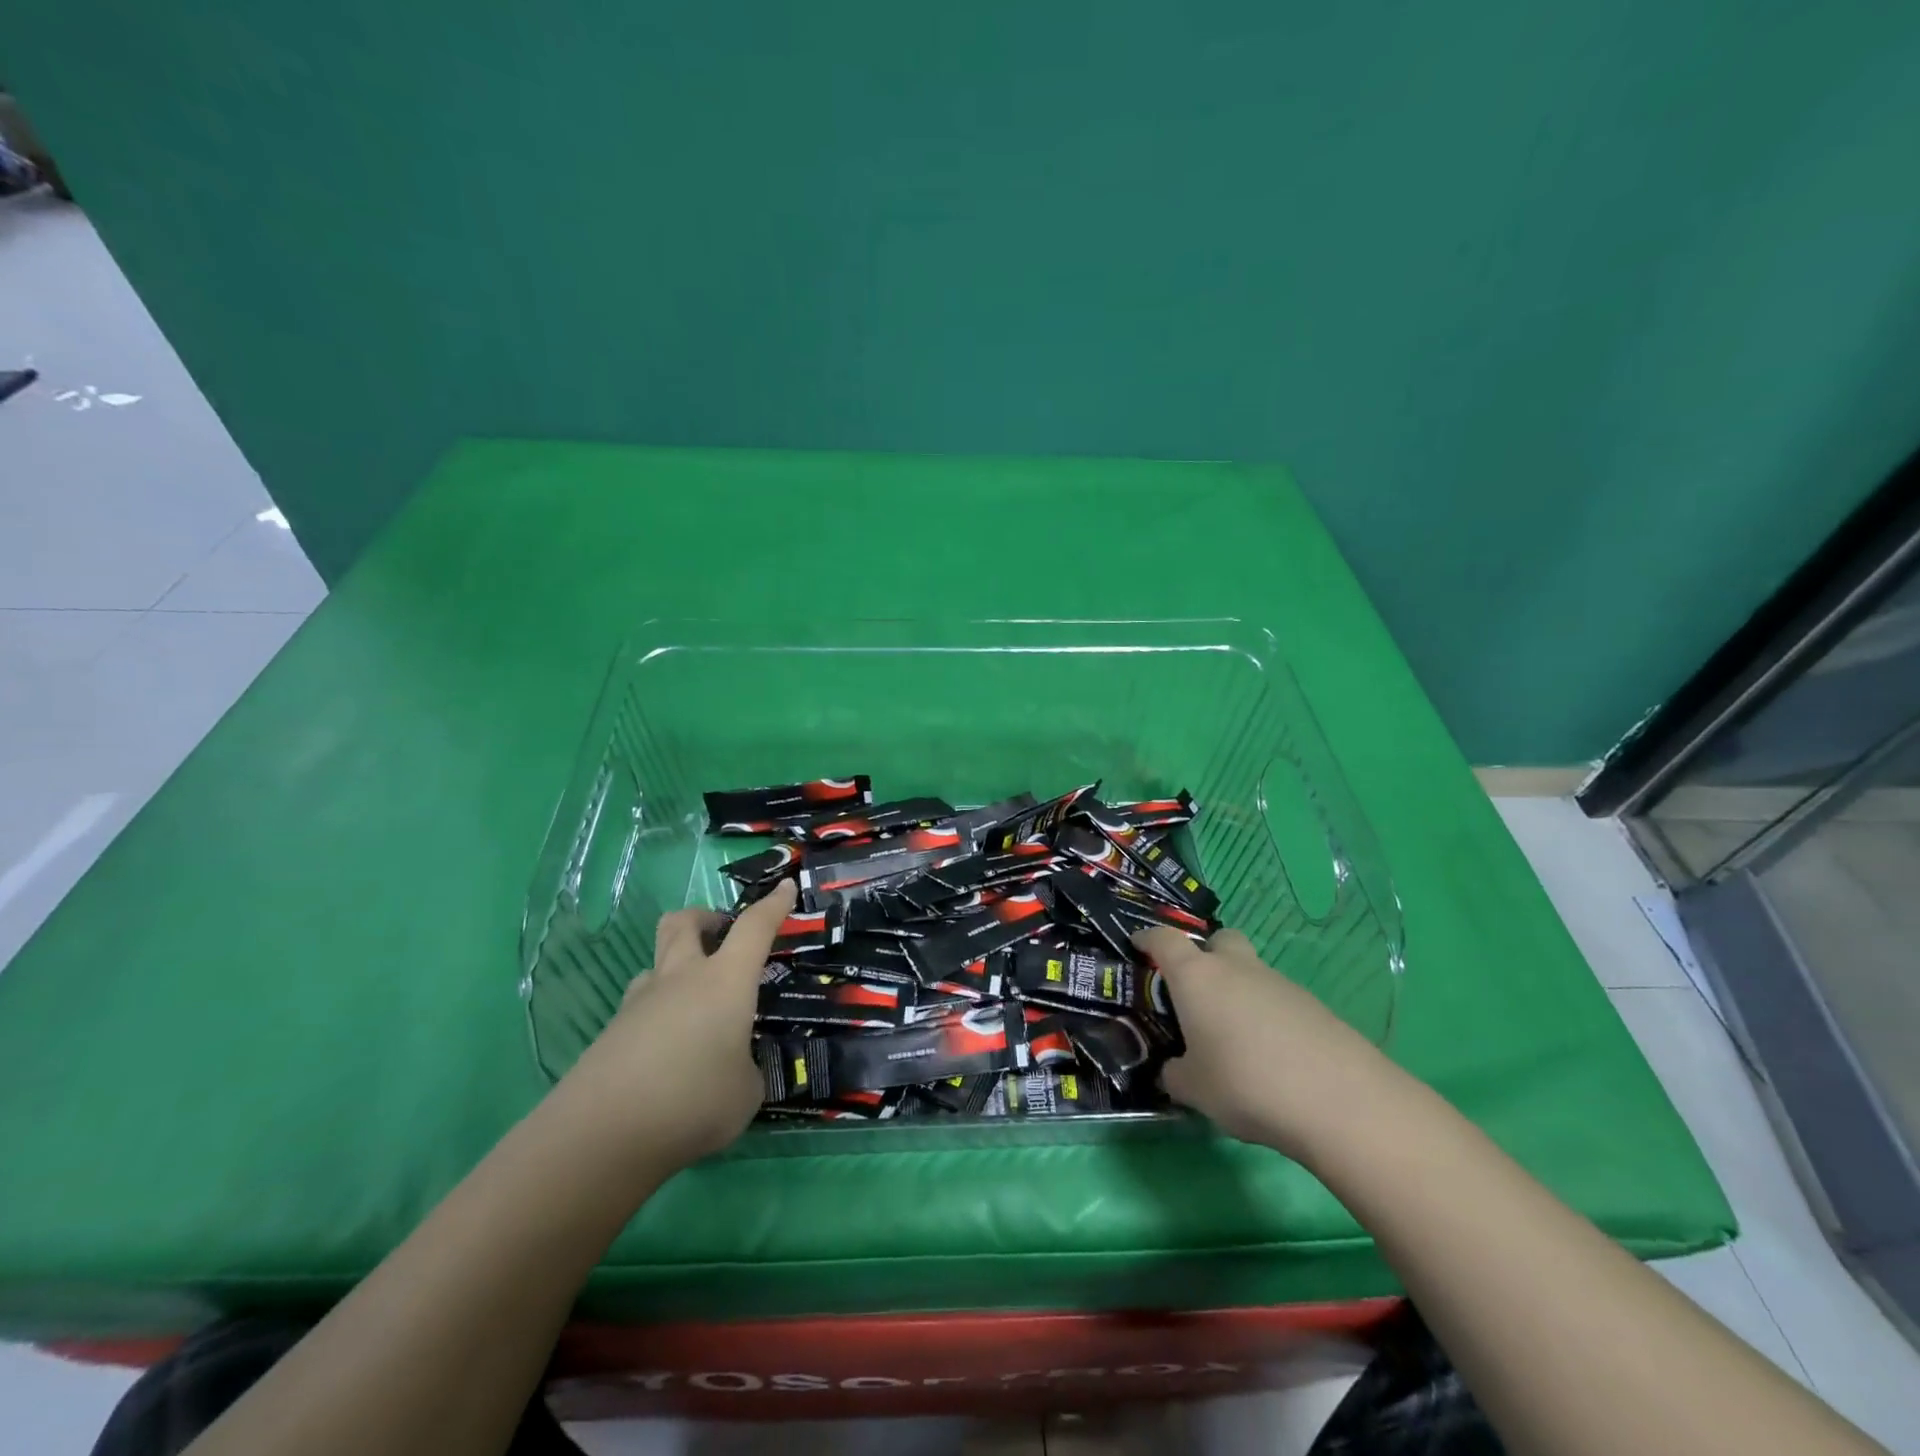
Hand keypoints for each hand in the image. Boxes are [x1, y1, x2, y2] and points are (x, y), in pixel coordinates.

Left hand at [566, 880, 794, 1170]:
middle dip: (705, 918)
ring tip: (695, 1007)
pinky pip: (640, 1007)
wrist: (602, 1136)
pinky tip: (667, 1055)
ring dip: (677, 968)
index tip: (785, 886)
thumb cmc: (693, 1101)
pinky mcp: (611, 1033)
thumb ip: (746, 1070)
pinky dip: (659, 1015)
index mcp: (725, 981)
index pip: (754, 927)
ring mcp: (640, 1003)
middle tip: (722, 936)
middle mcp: (682, 979)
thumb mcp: (747, 1092)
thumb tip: (734, 1069)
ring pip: (657, 963)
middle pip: (684, 922)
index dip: (773, 904)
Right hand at [1133, 926, 1390, 1156]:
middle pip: (1219, 939)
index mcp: (1197, 977)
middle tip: (1196, 988)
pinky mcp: (1313, 1006)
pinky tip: (1270, 1055)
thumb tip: (1173, 1070)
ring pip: (1250, 971)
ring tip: (1234, 1037)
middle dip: (1205, 953)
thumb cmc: (1246, 1083)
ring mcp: (1278, 983)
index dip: (1148, 938)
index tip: (1138, 944)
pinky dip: (1267, 1016)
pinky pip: (1277, 1000)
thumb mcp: (1194, 1090)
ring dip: (1238, 990)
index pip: (1164, 940)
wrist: (1339, 1100)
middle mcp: (1236, 968)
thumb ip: (1176, 1074)